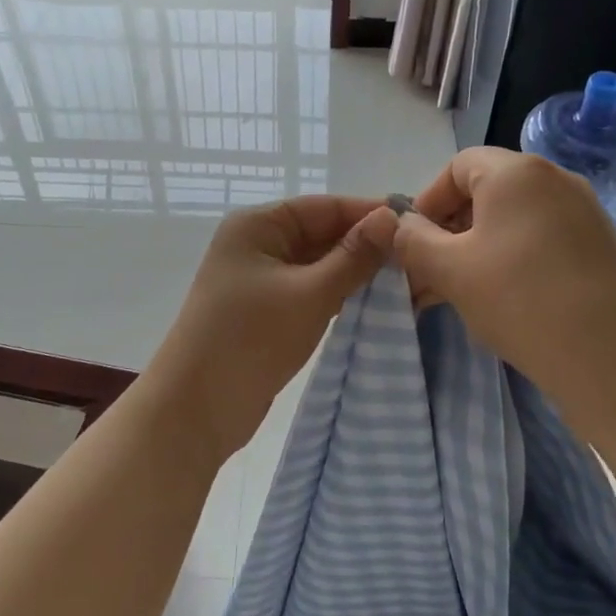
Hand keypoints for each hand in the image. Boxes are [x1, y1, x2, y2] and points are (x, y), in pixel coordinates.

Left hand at [147, 196, 397, 460]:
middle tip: (420, 259)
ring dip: (357, 274)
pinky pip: (311, 292)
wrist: (196, 408)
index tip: (419, 224)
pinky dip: (339, 296)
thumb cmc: (250, 339)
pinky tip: (376, 305)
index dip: (370, 213)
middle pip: (322, 234)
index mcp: (258, 225)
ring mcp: (261, 280)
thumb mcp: (310, 294)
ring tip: (408, 282)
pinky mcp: (267, 312)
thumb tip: (393, 216)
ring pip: (319, 266)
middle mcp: (258, 244)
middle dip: (367, 246)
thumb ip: (354, 256)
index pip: (325, 207)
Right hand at [374, 148, 615, 424]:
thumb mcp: (450, 270)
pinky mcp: (600, 246)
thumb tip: (400, 225)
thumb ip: (413, 241)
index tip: (413, 243)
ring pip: (513, 220)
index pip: (457, 166)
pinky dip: (513, 259)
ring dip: (477, 249)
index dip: (427, 201)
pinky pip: (542, 239)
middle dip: (449, 231)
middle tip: (430, 275)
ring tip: (459, 294)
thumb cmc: (521, 301)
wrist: (613, 358)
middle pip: (486, 192)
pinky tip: (502, 300)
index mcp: (517, 172)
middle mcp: (555, 179)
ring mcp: (584, 212)